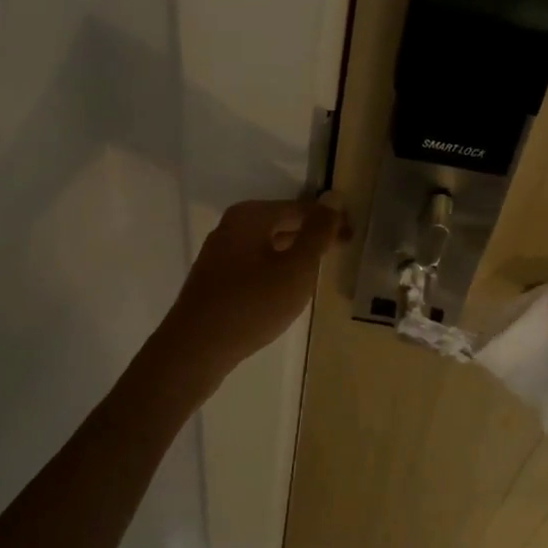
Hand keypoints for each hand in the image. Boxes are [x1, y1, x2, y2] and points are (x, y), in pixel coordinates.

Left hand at [163, 197, 349, 373]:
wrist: (194, 351)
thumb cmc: (251, 306)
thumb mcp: (296, 269)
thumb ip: (317, 232)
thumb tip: (333, 197)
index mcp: (250, 216)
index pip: (301, 208)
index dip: (330, 221)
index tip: (353, 238)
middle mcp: (232, 226)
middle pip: (282, 223)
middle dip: (312, 236)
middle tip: (340, 254)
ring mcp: (220, 252)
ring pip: (268, 244)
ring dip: (294, 253)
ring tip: (318, 272)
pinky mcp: (215, 278)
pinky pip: (254, 263)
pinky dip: (275, 269)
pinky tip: (286, 289)